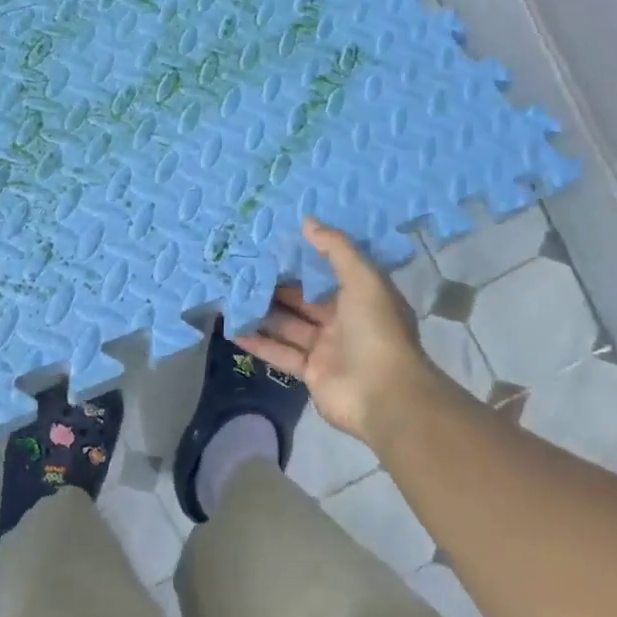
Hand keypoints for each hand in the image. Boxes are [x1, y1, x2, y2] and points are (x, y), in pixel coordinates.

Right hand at [235, 217, 442, 442]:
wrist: (384, 395)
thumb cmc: (376, 331)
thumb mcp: (363, 279)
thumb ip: (336, 249)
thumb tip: (307, 221)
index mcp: (362, 298)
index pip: (329, 274)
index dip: (305, 260)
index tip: (274, 245)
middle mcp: (345, 322)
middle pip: (304, 300)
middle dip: (277, 287)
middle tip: (244, 269)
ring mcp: (327, 349)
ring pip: (289, 326)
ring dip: (263, 314)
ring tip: (232, 296)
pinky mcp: (311, 373)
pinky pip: (280, 353)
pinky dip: (258, 343)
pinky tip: (233, 330)